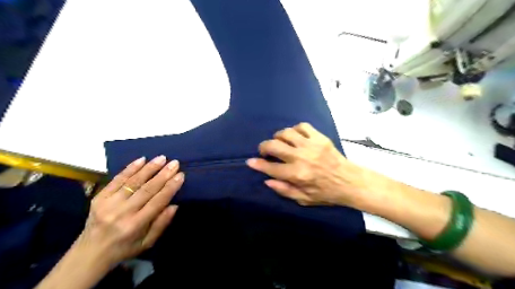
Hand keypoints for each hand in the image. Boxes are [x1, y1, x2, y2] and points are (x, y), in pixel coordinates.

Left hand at [74, 156, 182, 267]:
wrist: (89, 253)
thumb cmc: (124, 248)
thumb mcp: (147, 243)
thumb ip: (161, 224)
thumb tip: (174, 205)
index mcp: (135, 225)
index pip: (157, 201)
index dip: (170, 187)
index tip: (181, 175)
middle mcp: (122, 212)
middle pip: (146, 189)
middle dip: (163, 174)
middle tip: (175, 163)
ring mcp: (108, 203)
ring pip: (133, 182)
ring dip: (149, 168)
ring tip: (161, 158)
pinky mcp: (99, 197)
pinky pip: (117, 179)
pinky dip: (130, 168)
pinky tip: (141, 159)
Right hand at [248, 122, 376, 206]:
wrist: (350, 181)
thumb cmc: (326, 193)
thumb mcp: (304, 199)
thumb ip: (284, 190)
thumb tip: (267, 181)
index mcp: (297, 175)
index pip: (271, 168)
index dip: (258, 164)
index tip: (250, 161)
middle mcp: (302, 158)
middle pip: (274, 146)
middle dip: (264, 147)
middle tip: (265, 151)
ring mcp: (311, 145)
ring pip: (286, 133)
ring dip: (278, 137)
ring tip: (280, 143)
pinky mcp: (320, 137)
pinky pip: (302, 126)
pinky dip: (294, 130)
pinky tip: (295, 136)